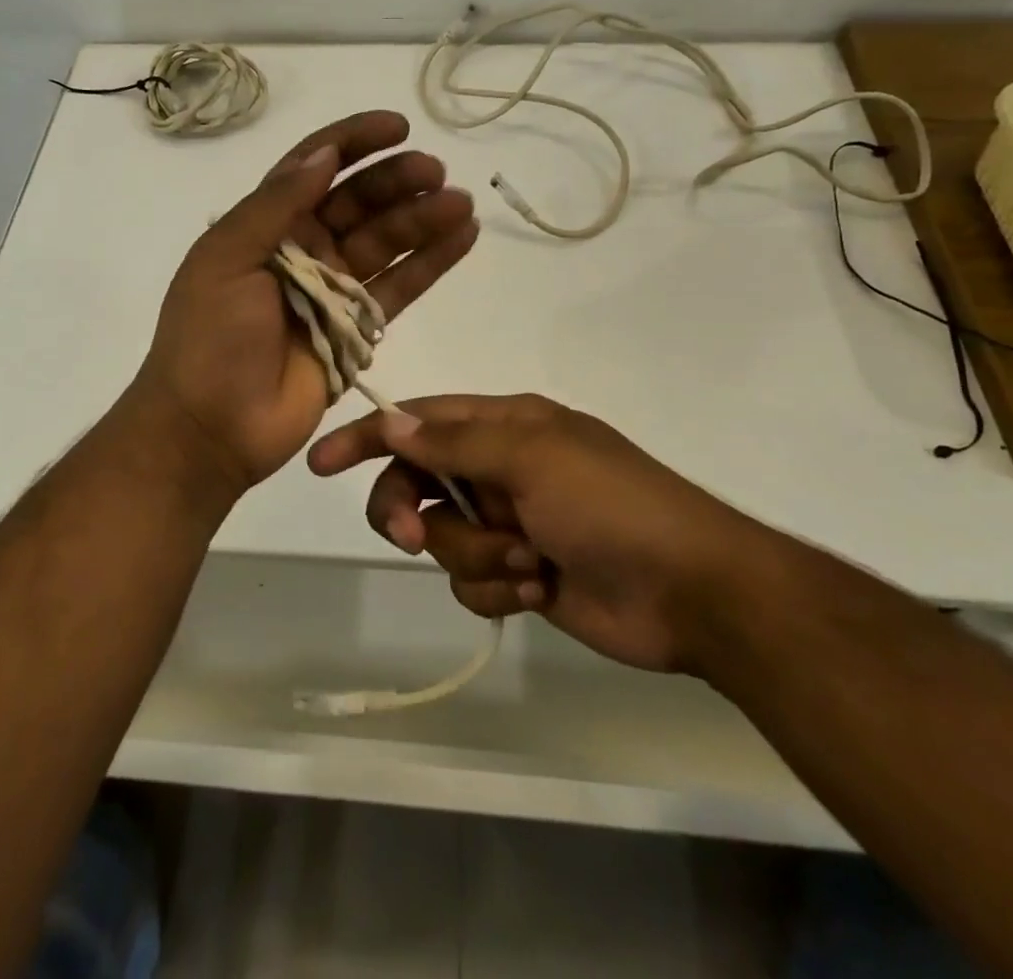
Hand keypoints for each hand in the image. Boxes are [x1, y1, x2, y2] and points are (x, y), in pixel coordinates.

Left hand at [132, 111, 478, 504]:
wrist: (211, 426)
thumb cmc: (209, 338)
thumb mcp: (226, 259)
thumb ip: (274, 205)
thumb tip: (324, 153)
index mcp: (266, 224)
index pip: (315, 167)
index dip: (354, 142)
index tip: (397, 126)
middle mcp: (304, 248)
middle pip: (359, 201)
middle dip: (397, 181)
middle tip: (435, 172)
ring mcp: (334, 288)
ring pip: (386, 241)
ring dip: (423, 219)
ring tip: (460, 203)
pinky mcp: (358, 327)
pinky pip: (401, 287)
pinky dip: (432, 263)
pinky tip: (464, 237)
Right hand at [308, 394, 770, 672]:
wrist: (691, 591)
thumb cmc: (611, 505)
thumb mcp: (531, 459)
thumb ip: (454, 443)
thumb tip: (391, 422)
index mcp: (503, 426)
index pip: (418, 421)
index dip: (368, 438)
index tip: (321, 462)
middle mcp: (499, 469)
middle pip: (418, 483)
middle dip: (411, 510)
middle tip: (412, 535)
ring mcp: (509, 523)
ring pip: (444, 539)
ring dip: (478, 555)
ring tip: (530, 563)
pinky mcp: (519, 575)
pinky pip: (472, 582)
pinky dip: (498, 589)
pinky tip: (540, 590)